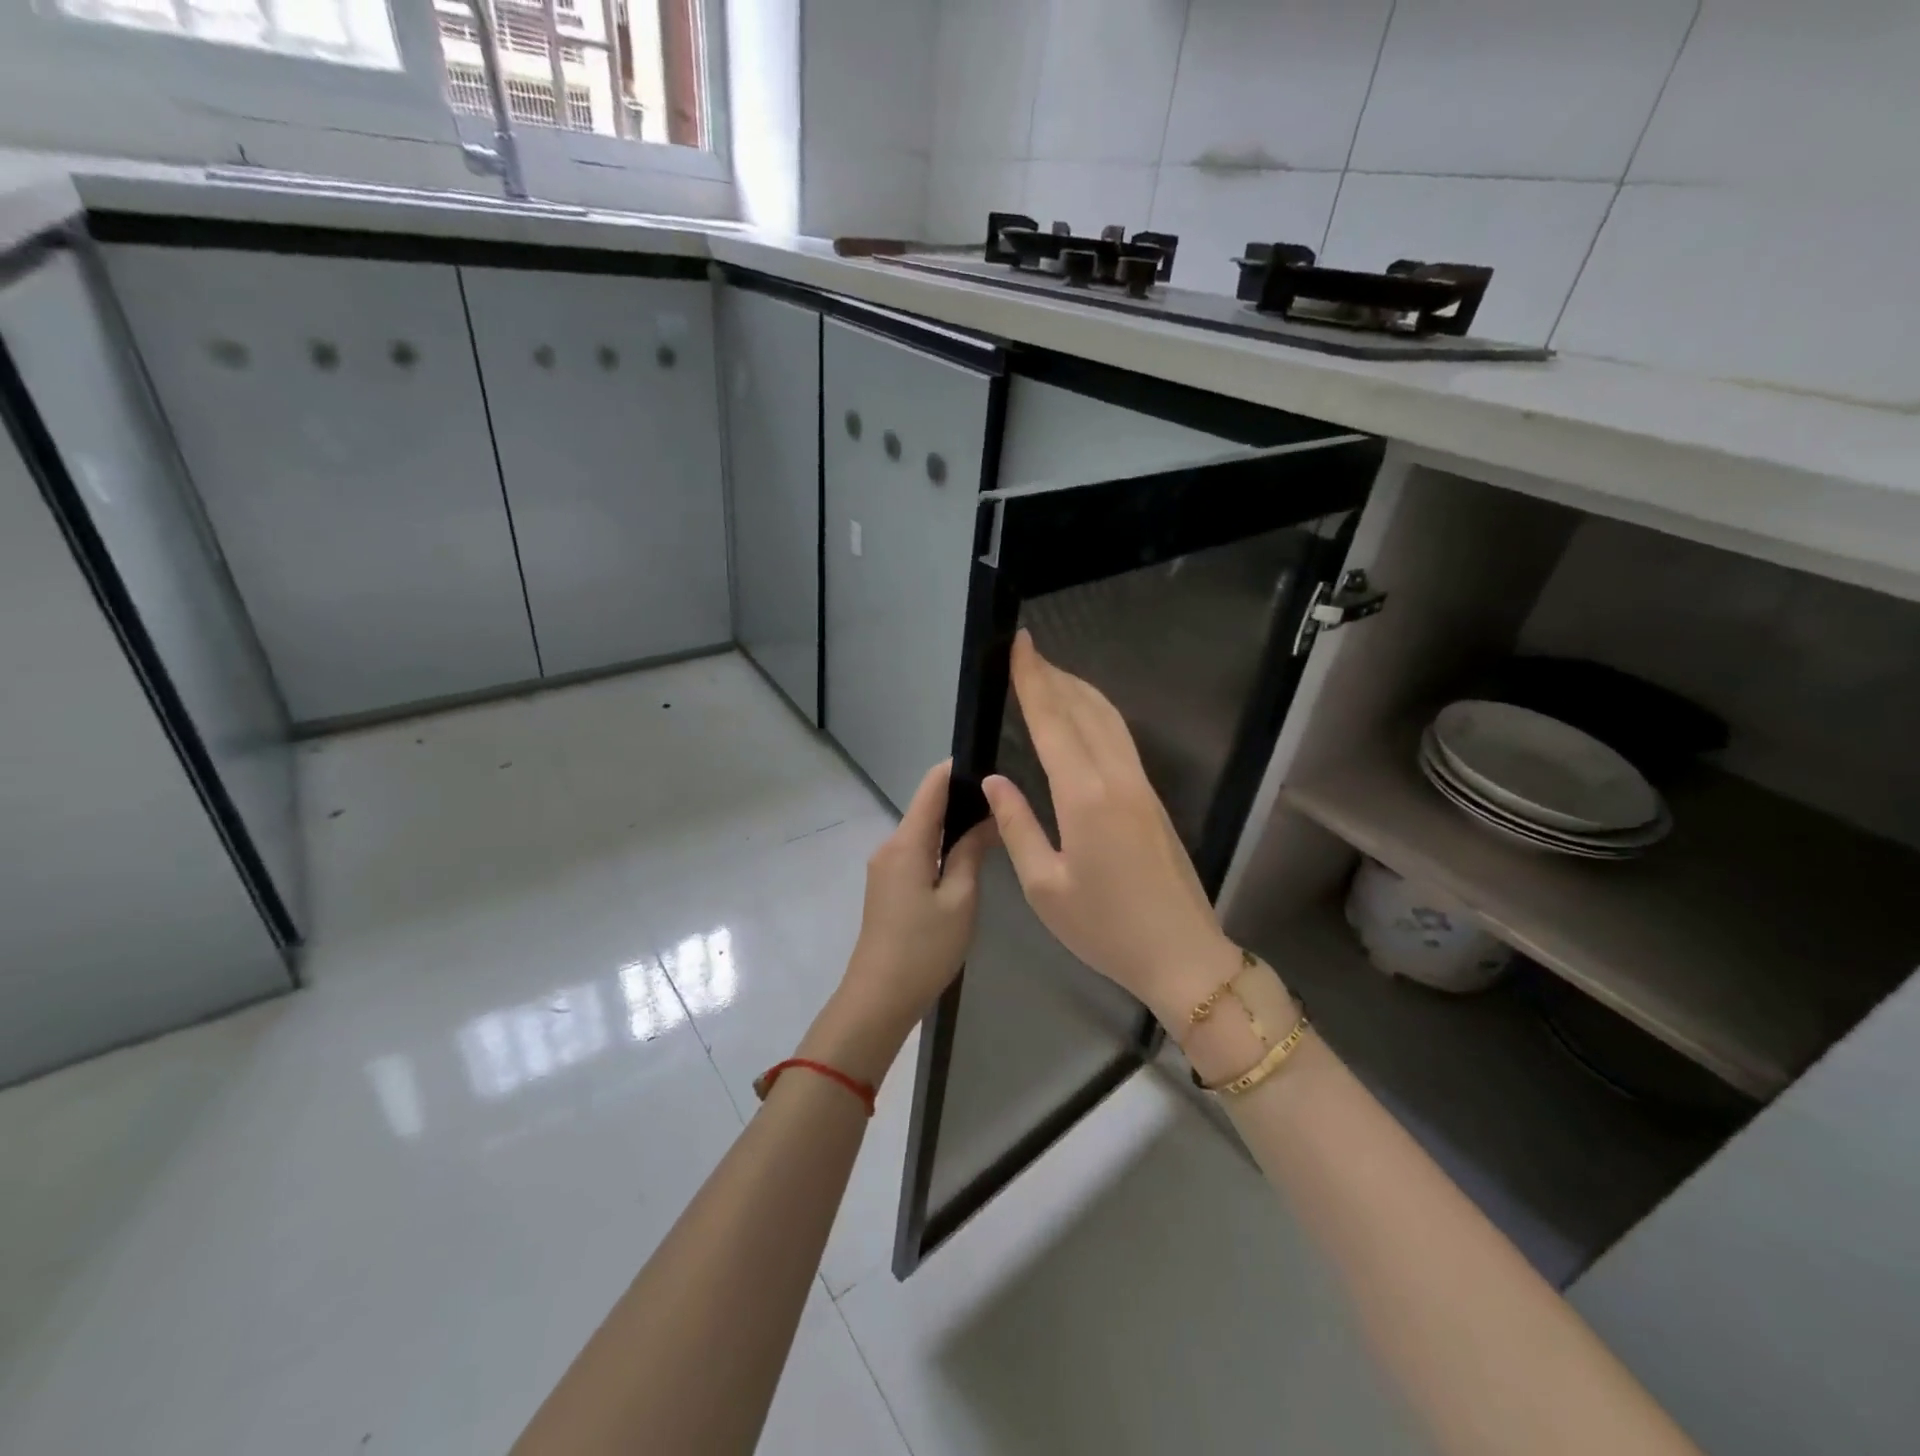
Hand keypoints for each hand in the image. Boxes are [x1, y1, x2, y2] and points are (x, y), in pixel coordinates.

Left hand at [803, 761, 995, 1084]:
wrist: (878, 997)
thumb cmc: (924, 948)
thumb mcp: (960, 900)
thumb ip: (971, 852)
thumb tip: (988, 817)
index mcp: (906, 843)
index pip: (931, 786)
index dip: (957, 768)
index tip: (991, 762)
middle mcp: (890, 845)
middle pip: (927, 808)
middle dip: (962, 799)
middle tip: (1005, 800)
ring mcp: (885, 866)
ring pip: (923, 831)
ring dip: (953, 825)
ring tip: (994, 825)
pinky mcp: (887, 885)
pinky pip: (917, 852)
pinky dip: (941, 847)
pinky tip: (967, 856)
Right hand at [981, 631, 1243, 1029]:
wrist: (1182, 954)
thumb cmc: (1105, 928)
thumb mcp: (1044, 888)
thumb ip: (1017, 827)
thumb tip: (995, 781)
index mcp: (1085, 797)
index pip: (1052, 722)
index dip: (1033, 680)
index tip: (1020, 645)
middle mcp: (1116, 778)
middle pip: (1083, 710)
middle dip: (1054, 676)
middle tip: (1028, 652)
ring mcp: (1141, 785)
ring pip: (1109, 720)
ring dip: (1079, 690)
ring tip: (1052, 674)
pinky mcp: (1152, 798)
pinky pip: (1121, 739)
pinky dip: (1097, 714)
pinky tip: (1084, 718)